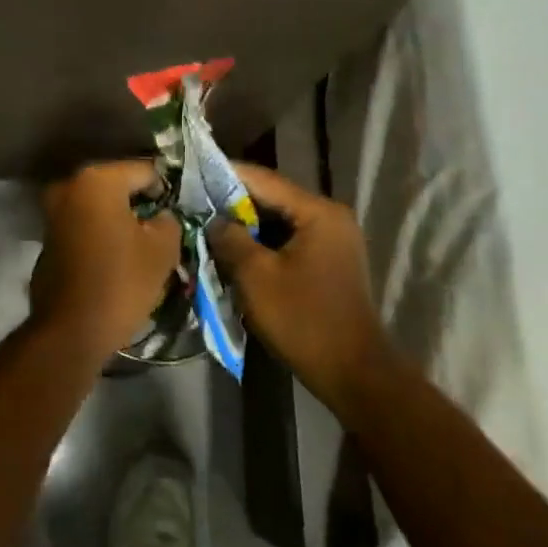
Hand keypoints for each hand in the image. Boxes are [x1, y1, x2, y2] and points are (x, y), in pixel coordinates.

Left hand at [29, 161, 181, 358]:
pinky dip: (102, 234)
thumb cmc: (120, 282)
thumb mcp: (162, 250)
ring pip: (100, 206)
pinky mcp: (47, 238)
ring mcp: (54, 212)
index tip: (180, 211)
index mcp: (98, 180)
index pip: (145, 170)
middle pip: (119, 186)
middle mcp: (70, 186)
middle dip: (141, 203)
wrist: (70, 331)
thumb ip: (169, 220)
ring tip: (145, 244)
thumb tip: (162, 216)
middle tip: (165, 227)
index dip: (166, 189)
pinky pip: (84, 225)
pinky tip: (119, 257)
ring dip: (121, 220)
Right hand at [208, 164, 389, 408]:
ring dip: (247, 225)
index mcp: (318, 212)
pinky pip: (289, 240)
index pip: (264, 180)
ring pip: (280, 221)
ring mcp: (333, 239)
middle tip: (195, 203)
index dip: (226, 175)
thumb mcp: (256, 277)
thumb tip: (214, 220)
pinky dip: (264, 243)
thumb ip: (231, 239)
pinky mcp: (330, 261)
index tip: (193, 172)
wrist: (354, 374)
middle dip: (234, 203)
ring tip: (209, 226)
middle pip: (273, 199)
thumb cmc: (303, 320)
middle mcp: (330, 217)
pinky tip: (236, 251)